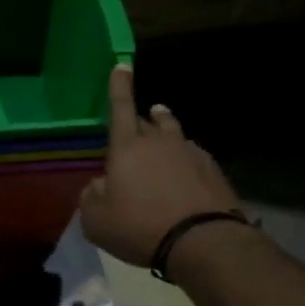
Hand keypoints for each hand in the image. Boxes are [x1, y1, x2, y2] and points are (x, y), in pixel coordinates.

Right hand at [80, 64, 244, 268]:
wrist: (202, 241)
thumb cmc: (139, 227)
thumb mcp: (96, 220)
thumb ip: (91, 197)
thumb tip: (99, 186)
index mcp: (127, 148)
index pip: (120, 108)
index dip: (119, 86)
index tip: (122, 64)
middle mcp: (159, 142)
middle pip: (149, 120)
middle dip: (140, 118)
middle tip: (136, 121)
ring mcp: (190, 154)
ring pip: (174, 133)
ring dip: (165, 129)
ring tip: (163, 127)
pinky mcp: (213, 171)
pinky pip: (193, 156)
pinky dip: (184, 160)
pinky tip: (184, 173)